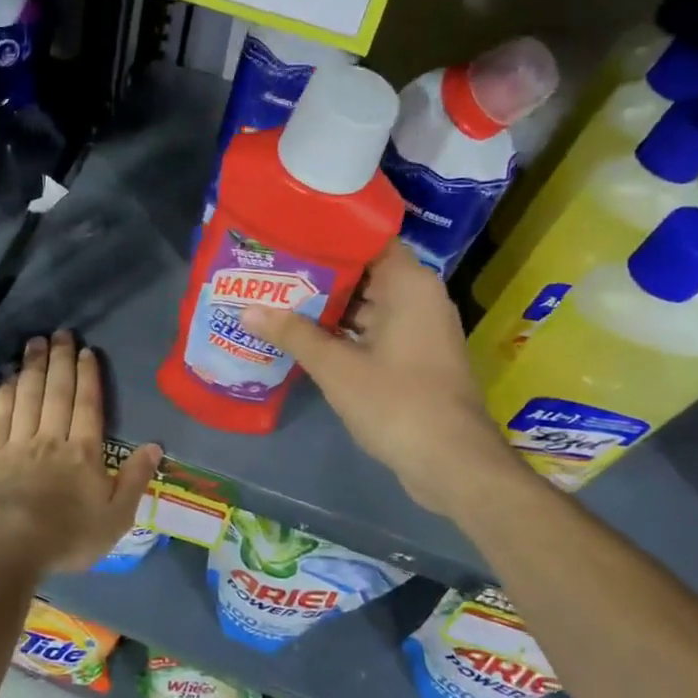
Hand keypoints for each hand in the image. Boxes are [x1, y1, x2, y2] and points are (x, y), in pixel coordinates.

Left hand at [0, 331, 161, 578]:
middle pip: (57, 392)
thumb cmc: (64, 539)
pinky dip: (5, 393)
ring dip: (33, 367)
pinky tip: (8, 379)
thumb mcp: (115, 519)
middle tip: (60, 333)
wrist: (3, 551)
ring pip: (28, 396)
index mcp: (83, 453)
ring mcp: (16, 444)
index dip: (88, 376)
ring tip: (35, 342)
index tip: (87, 351)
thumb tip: (155, 446)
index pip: (88, 405)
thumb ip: (135, 480)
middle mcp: (50, 439)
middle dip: (60, 360)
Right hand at [241, 242, 508, 514]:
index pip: (368, 239)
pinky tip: (304, 336)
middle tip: (271, 268)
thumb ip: (293, 334)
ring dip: (328, 306)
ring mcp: (419, 330)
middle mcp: (419, 298)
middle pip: (365, 272)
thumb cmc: (396, 402)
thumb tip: (246, 310)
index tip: (289, 234)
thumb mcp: (337, 367)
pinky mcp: (414, 358)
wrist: (451, 463)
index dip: (328, 235)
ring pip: (367, 305)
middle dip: (319, 274)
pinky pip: (374, 331)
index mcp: (409, 285)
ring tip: (277, 298)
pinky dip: (343, 332)